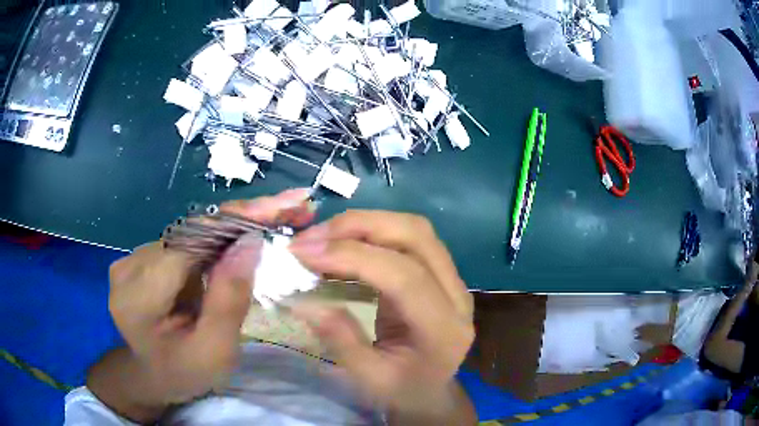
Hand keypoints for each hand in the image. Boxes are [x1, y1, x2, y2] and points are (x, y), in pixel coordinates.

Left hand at [108, 189, 314, 403]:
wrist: (149, 377)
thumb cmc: (183, 374)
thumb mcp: (213, 351)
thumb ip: (228, 300)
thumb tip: (250, 242)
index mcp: (140, 295)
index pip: (191, 241)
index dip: (237, 219)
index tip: (283, 205)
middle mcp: (130, 265)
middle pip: (192, 231)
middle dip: (243, 218)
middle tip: (291, 208)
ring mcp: (132, 258)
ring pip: (191, 232)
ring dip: (232, 227)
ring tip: (274, 218)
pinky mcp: (141, 258)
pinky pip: (184, 242)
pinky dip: (216, 239)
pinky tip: (242, 238)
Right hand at [289, 211, 474, 420]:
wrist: (432, 391)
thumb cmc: (404, 391)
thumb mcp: (370, 379)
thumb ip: (342, 341)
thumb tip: (304, 300)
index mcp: (445, 329)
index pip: (405, 277)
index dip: (353, 257)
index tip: (304, 254)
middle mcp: (457, 295)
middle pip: (415, 236)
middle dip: (358, 227)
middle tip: (310, 238)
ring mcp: (452, 279)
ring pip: (413, 229)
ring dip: (364, 224)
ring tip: (321, 236)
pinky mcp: (439, 272)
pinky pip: (407, 238)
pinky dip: (371, 232)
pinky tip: (342, 242)